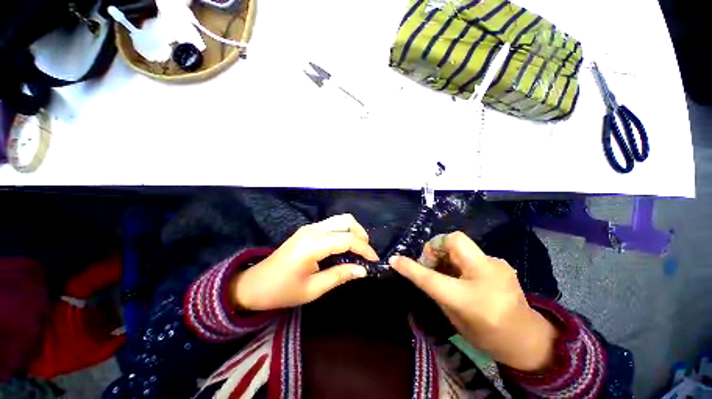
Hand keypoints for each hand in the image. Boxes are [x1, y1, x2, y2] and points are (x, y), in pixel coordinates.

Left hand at [232, 214, 377, 310]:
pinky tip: (345, 246)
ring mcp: (310, 227)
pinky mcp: (308, 230)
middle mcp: (313, 230)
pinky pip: (332, 225)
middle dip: (361, 234)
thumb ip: (340, 275)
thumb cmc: (282, 291)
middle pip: (346, 220)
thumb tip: (363, 270)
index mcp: (313, 244)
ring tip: (359, 249)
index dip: (364, 249)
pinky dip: (344, 232)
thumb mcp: (313, 289)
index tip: (375, 261)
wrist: (254, 284)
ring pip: (340, 220)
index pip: (347, 239)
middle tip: (366, 253)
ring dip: (353, 231)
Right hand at [389, 232, 556, 371]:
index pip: (433, 278)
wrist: (528, 339)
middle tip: (431, 263)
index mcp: (471, 298)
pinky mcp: (499, 262)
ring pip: (461, 244)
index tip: (395, 259)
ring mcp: (496, 264)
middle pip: (454, 240)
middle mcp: (486, 274)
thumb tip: (420, 271)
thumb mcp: (453, 317)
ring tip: (446, 270)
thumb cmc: (487, 335)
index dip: (411, 267)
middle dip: (435, 247)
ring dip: (446, 253)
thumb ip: (435, 290)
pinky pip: (469, 252)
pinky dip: (458, 258)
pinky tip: (462, 273)